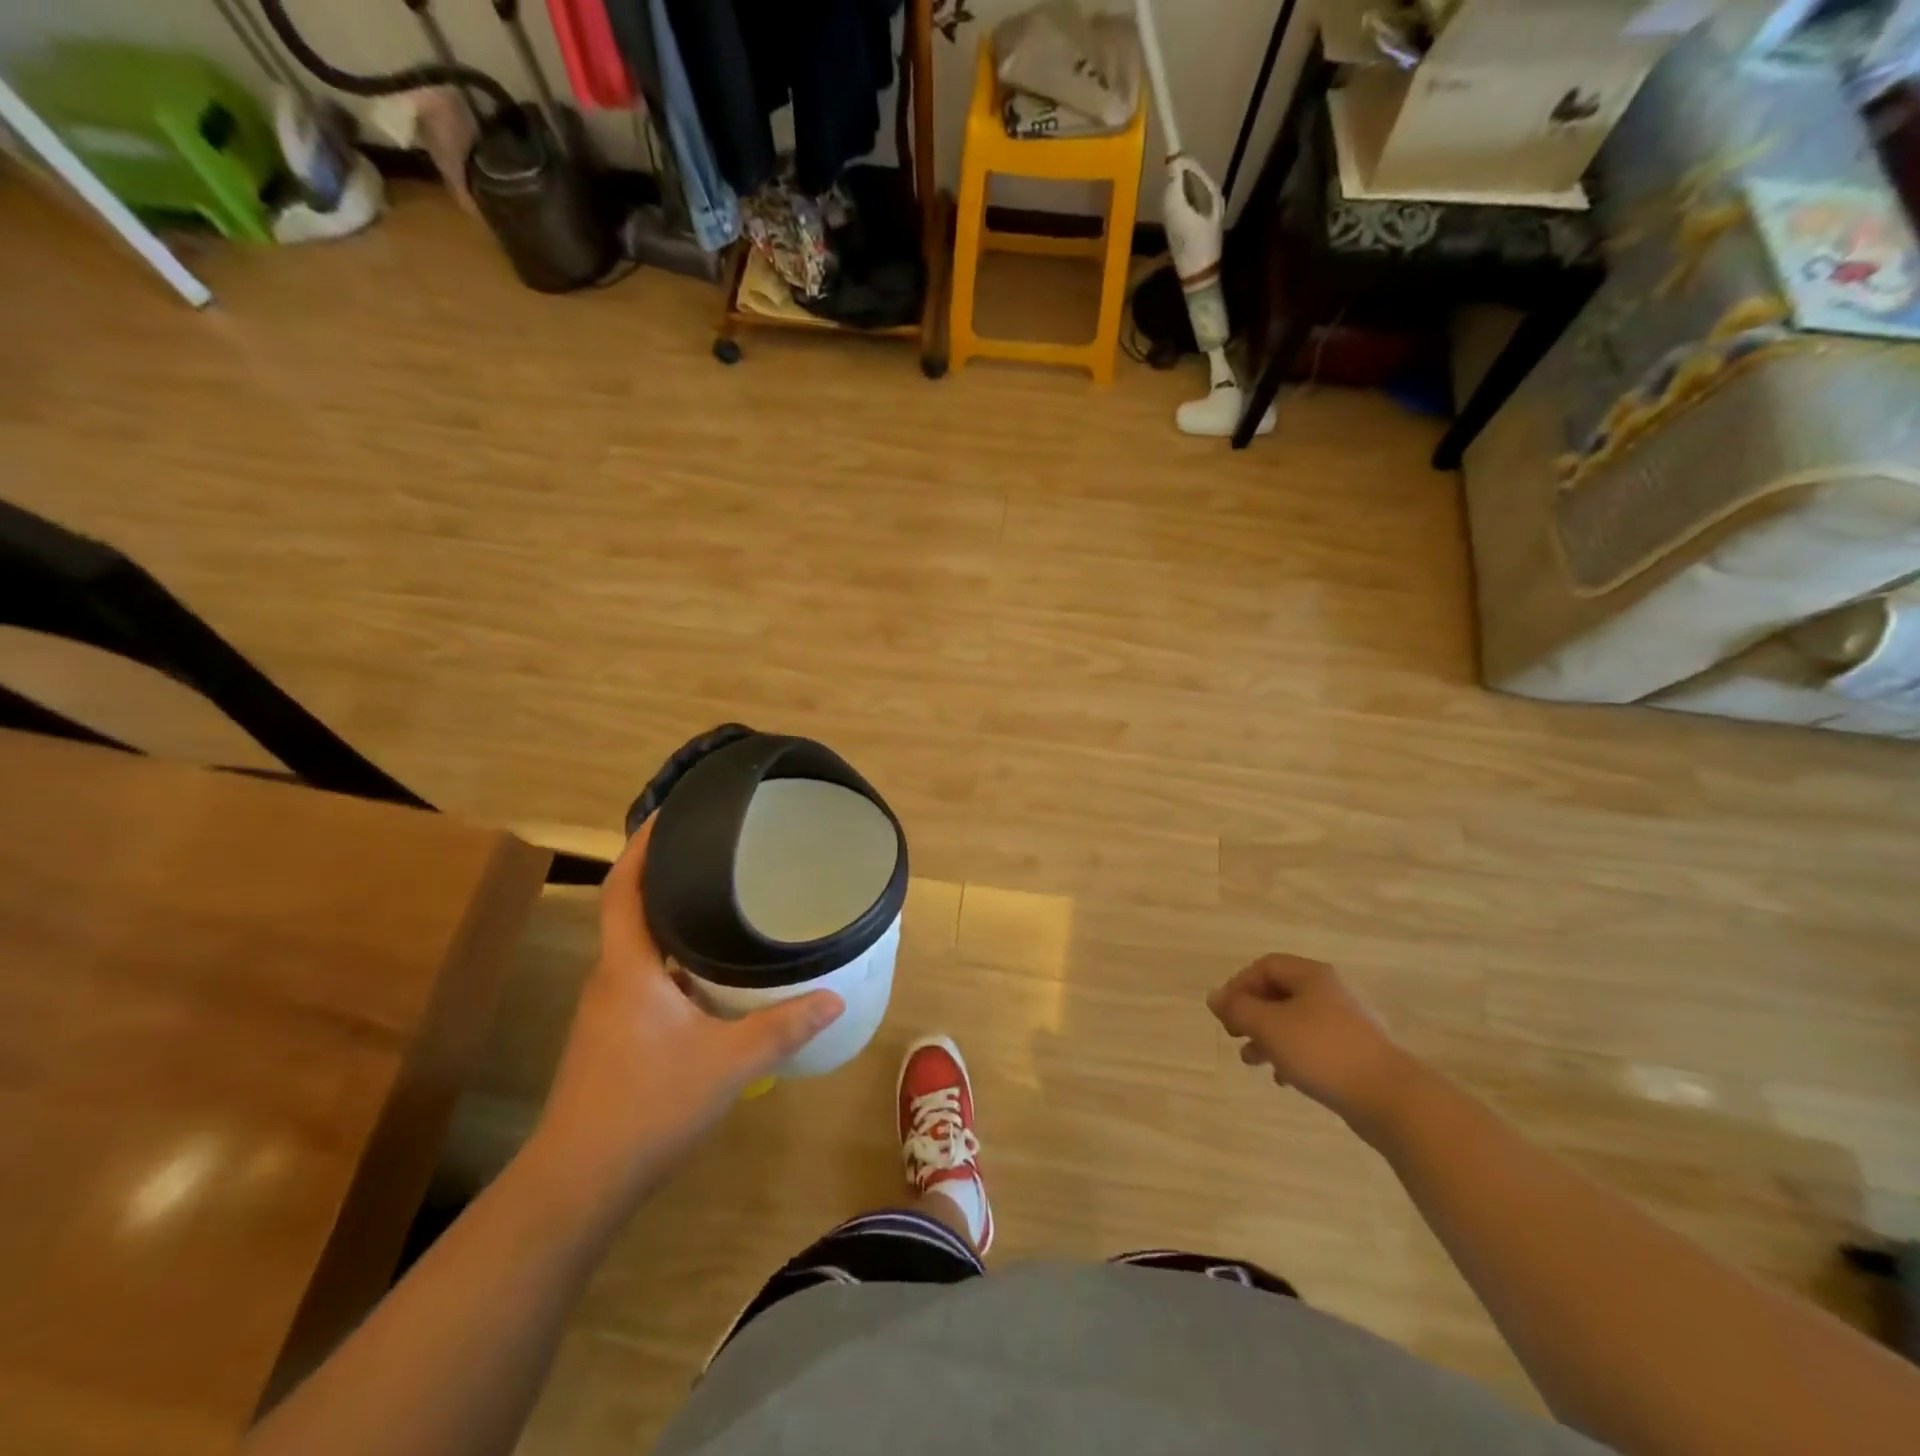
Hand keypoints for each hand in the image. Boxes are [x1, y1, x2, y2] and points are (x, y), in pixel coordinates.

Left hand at [526, 820, 844, 1217]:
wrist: (578, 1184)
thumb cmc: (647, 1105)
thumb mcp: (728, 1063)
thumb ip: (783, 1027)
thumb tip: (833, 997)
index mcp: (629, 967)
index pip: (625, 887)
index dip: (642, 845)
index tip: (670, 811)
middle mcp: (611, 979)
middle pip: (632, 910)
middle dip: (666, 876)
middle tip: (717, 852)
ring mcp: (608, 1011)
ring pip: (640, 949)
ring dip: (671, 921)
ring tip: (722, 903)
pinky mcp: (613, 1038)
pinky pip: (645, 978)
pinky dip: (674, 962)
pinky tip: (710, 976)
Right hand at [1207, 954, 1417, 1137]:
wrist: (1391, 1098)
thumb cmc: (1323, 1052)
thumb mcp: (1269, 1026)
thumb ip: (1238, 1009)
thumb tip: (1214, 996)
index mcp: (1311, 976)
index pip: (1265, 966)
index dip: (1239, 984)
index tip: (1224, 1012)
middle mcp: (1329, 992)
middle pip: (1279, 992)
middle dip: (1251, 1013)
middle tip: (1232, 1033)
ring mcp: (1346, 1023)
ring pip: (1294, 1021)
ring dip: (1267, 1037)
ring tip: (1251, 1060)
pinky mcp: (1355, 1053)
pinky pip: (1313, 1045)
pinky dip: (1291, 1055)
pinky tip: (1283, 1078)